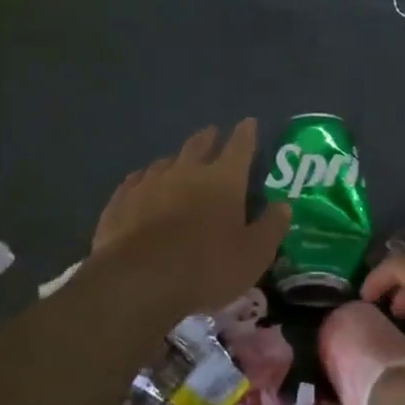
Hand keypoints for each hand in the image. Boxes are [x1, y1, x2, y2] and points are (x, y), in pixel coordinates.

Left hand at [87, 120, 290, 319]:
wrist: (138, 281)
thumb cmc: (206, 267)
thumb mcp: (253, 255)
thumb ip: (271, 227)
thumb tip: (284, 206)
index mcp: (223, 180)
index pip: (239, 147)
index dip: (246, 134)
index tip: (248, 123)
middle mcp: (186, 172)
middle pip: (199, 145)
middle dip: (209, 138)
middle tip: (212, 134)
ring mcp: (149, 183)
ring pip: (165, 162)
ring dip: (176, 160)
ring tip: (178, 163)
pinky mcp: (121, 201)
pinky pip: (135, 181)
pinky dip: (144, 180)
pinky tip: (142, 185)